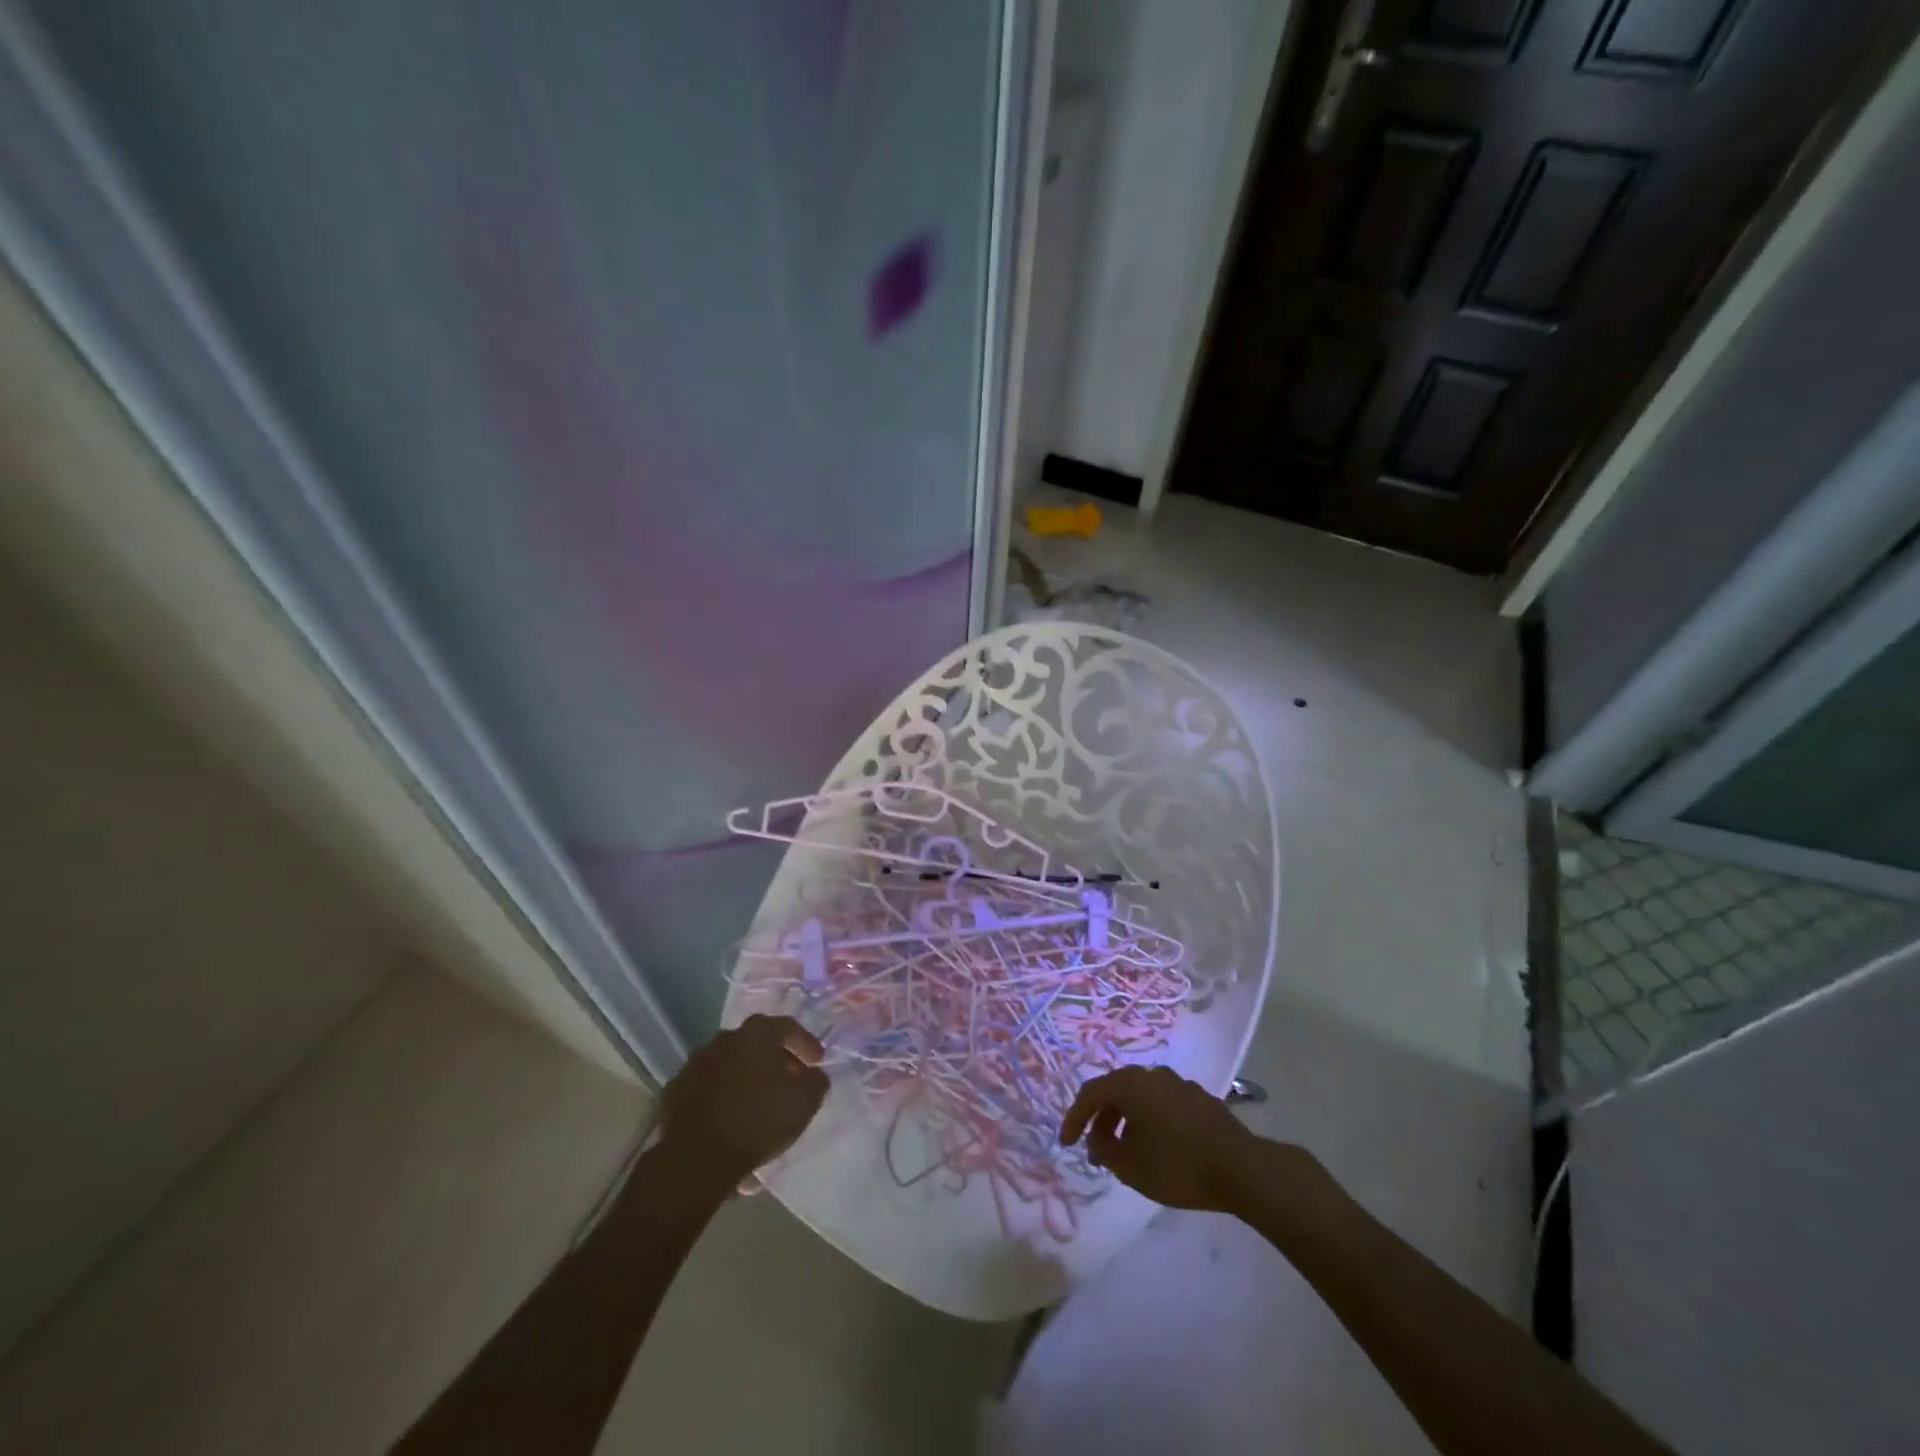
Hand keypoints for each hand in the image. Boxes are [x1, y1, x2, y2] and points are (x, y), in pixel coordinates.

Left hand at [656, 1015, 828, 1186]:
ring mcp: (695, 1062)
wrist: (697, 1159)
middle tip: (788, 1080)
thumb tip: (813, 1074)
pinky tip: (727, 1114)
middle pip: (756, 1042)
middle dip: (774, 1058)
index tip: (817, 1062)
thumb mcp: (805, 1103)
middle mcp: (725, 1038)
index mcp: (757, 1034)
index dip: (806, 1043)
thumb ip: (816, 1081)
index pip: (788, 1027)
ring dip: (744, 1075)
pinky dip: (719, 1093)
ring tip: (756, 1100)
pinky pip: (706, 1085)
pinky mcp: (675, 1088)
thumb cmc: (758, 1122)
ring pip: (729, 1062)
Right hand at [1060, 1065, 1258, 1212]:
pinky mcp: (1201, 1099)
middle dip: (1102, 1119)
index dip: (1074, 1117)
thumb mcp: (1129, 1166)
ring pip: (1142, 1097)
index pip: (1091, 1092)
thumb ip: (1103, 1149)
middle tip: (1097, 1149)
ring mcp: (1179, 1083)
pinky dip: (1152, 1121)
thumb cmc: (1177, 1165)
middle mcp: (1152, 1074)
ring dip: (1127, 1120)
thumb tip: (1097, 1138)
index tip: (1067, 1143)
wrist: (1240, 1168)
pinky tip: (1159, 1147)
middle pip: (1117, 1091)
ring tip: (1127, 1151)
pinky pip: (1164, 1104)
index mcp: (1130, 1084)